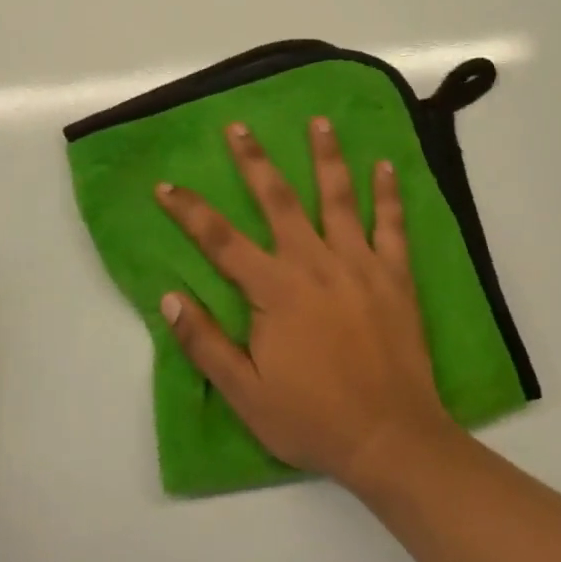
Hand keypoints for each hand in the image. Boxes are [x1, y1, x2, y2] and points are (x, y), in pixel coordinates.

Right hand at [155, 119, 457, 489]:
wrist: (391, 440)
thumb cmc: (313, 419)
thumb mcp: (246, 394)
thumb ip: (205, 344)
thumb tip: (169, 298)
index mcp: (275, 290)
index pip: (220, 240)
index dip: (189, 210)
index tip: (166, 185)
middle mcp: (314, 264)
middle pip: (279, 200)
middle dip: (255, 160)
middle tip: (239, 126)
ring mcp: (358, 264)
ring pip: (338, 198)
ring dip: (326, 156)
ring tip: (319, 121)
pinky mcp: (394, 276)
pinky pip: (392, 226)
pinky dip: (389, 194)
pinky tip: (386, 164)